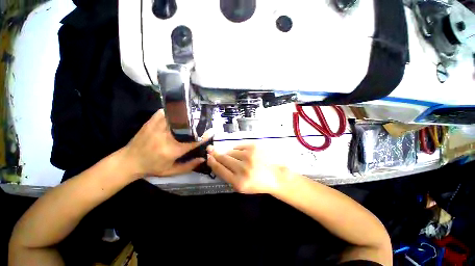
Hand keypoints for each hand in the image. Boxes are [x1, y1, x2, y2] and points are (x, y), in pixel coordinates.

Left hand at [122, 109, 209, 177]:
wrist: (128, 161)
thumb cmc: (152, 167)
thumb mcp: (171, 171)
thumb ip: (188, 166)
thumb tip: (203, 158)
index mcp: (172, 150)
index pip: (193, 141)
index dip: (204, 136)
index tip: (211, 131)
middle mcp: (165, 137)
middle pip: (186, 126)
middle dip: (196, 123)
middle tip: (202, 122)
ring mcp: (157, 128)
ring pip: (175, 117)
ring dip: (185, 116)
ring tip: (192, 116)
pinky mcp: (150, 123)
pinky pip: (164, 113)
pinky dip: (172, 112)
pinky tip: (177, 113)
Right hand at [206, 144, 287, 193]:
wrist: (278, 176)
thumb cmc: (259, 183)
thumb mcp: (242, 186)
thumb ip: (229, 175)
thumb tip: (216, 161)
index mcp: (239, 182)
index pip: (220, 169)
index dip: (212, 162)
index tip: (208, 156)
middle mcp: (243, 168)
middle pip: (223, 158)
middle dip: (216, 154)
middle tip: (211, 150)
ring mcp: (249, 156)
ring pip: (231, 151)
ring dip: (230, 153)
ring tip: (237, 157)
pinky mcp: (254, 146)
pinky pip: (239, 146)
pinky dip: (238, 149)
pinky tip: (243, 154)